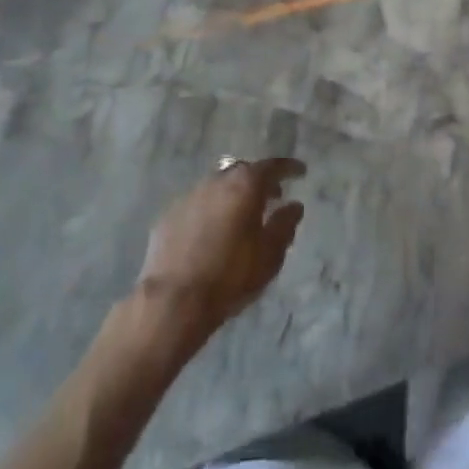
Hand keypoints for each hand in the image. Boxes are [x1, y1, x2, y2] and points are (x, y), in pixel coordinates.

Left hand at [137, 158, 305, 337]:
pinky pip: (197, 205)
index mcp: (245, 185)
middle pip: (242, 172)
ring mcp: (189, 196)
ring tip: (241, 216)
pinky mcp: (168, 215)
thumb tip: (294, 206)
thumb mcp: (269, 254)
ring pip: (217, 187)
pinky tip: (212, 232)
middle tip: (272, 197)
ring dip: (232, 195)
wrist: (173, 301)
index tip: (300, 172)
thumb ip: (285, 225)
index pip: (272, 167)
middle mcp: (216, 181)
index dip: (289, 168)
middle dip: (259, 181)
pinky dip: (210, 211)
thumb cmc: (230, 275)